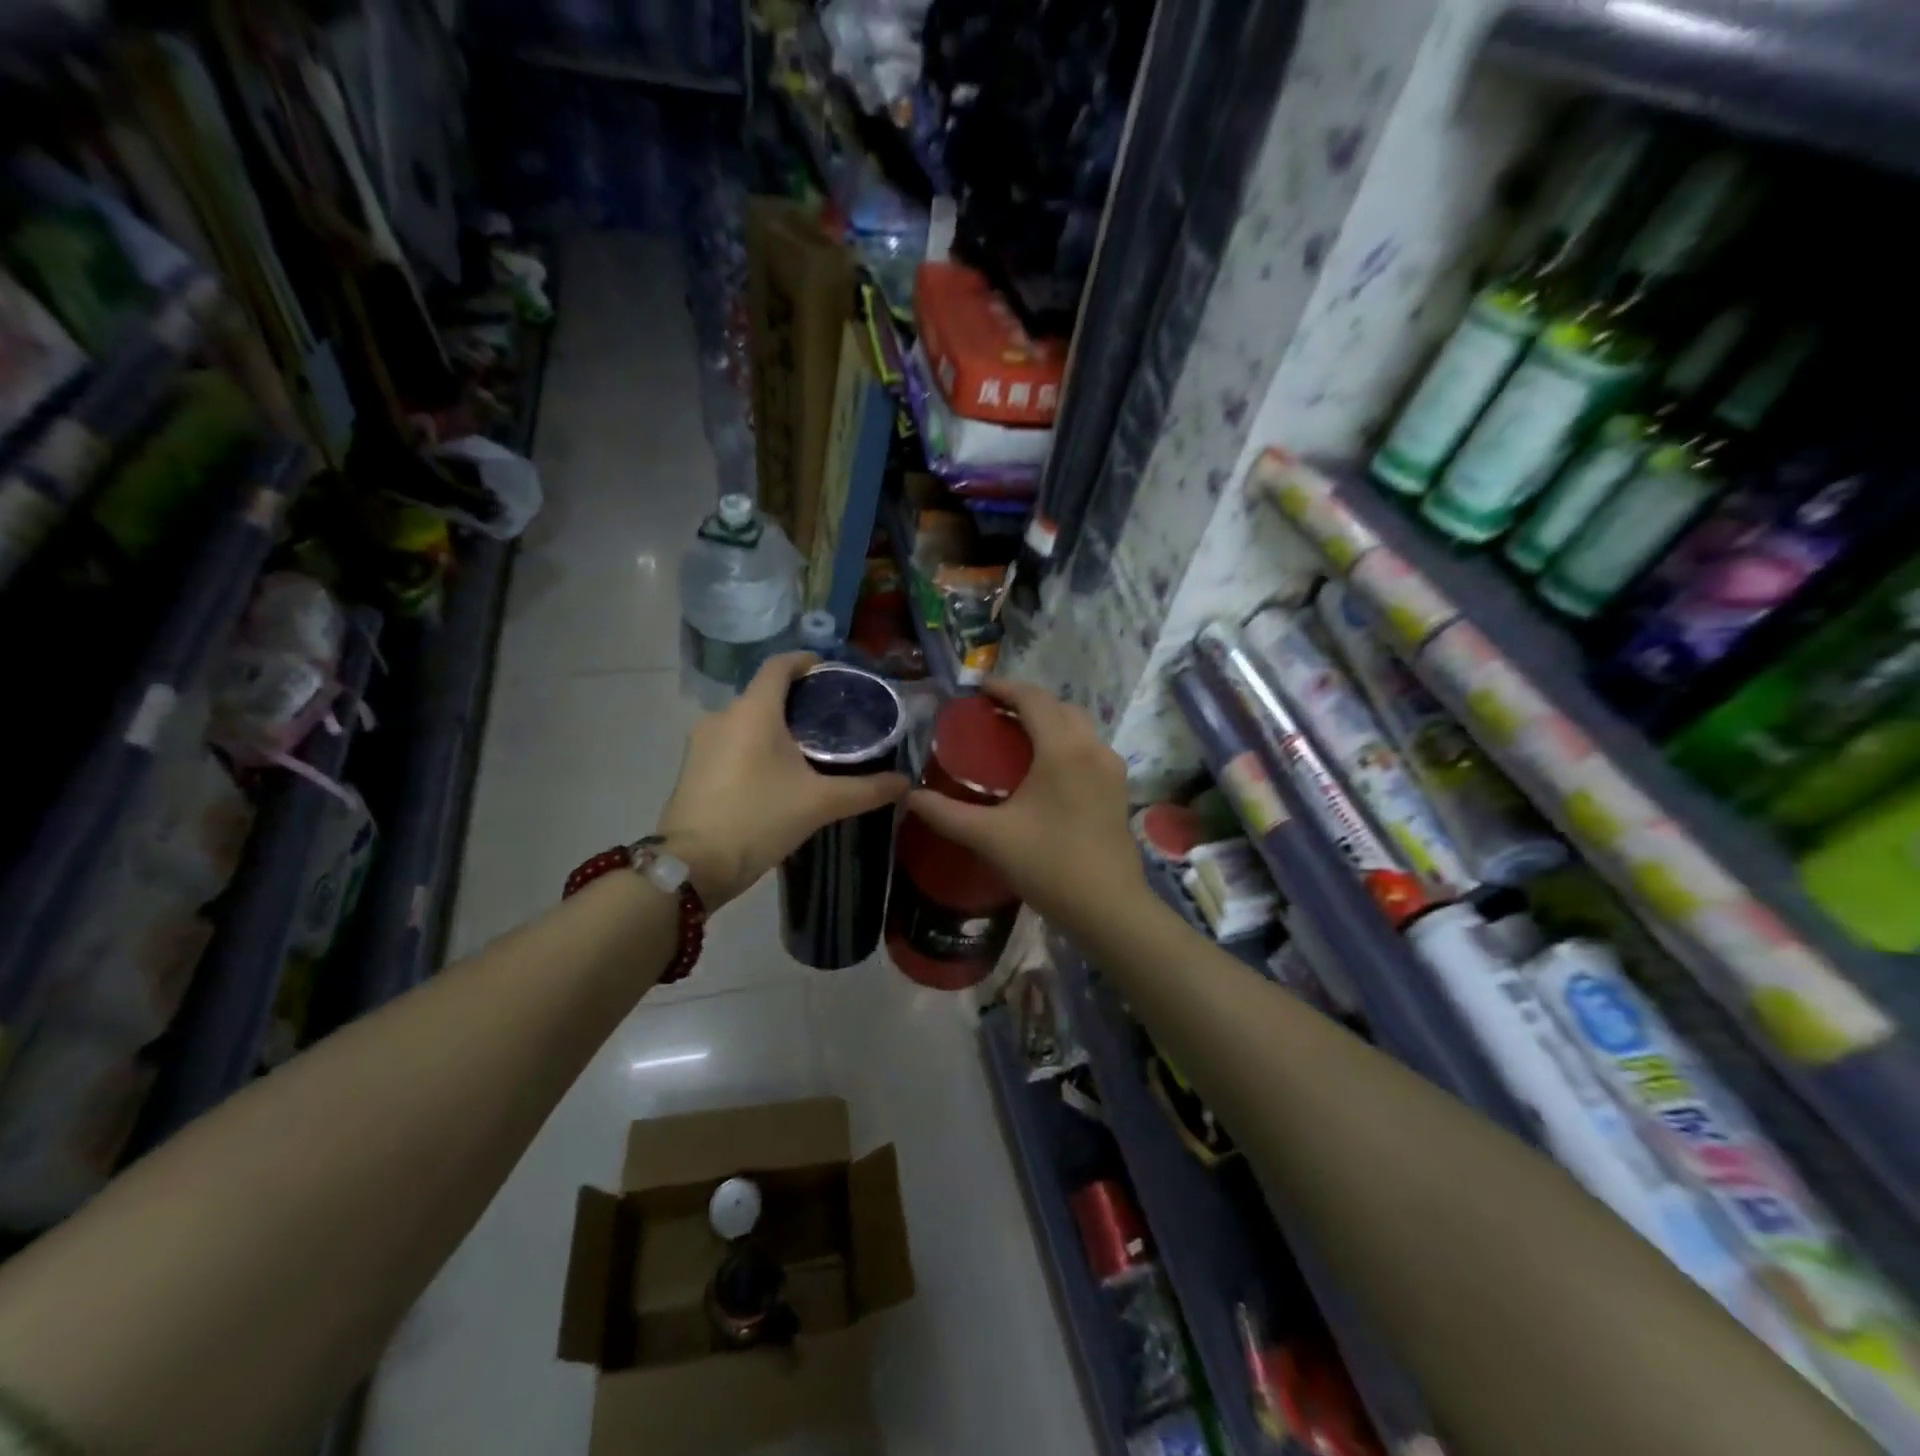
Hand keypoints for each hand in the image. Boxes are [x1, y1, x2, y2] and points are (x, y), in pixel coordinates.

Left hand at [657, 653, 910, 908]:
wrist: (693, 866)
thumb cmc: (758, 819)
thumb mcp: (820, 804)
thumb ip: (866, 790)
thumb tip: (906, 782)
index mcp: (753, 711)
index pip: (779, 666)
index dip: (804, 661)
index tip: (828, 670)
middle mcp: (723, 716)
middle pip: (763, 694)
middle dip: (795, 700)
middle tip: (829, 718)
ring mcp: (701, 742)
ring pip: (745, 720)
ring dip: (773, 726)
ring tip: (806, 748)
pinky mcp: (692, 767)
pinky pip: (730, 742)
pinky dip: (754, 746)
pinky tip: (774, 773)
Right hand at [904, 679, 1142, 926]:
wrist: (1108, 907)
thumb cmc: (1048, 864)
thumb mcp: (990, 837)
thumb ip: (946, 813)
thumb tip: (909, 797)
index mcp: (1063, 749)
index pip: (1033, 699)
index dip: (1004, 687)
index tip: (977, 689)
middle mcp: (1092, 748)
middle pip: (1058, 707)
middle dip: (1025, 702)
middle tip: (992, 714)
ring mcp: (1111, 768)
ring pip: (1078, 727)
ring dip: (1048, 722)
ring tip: (1015, 737)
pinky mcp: (1118, 789)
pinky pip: (1088, 749)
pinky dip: (1064, 743)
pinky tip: (1044, 769)